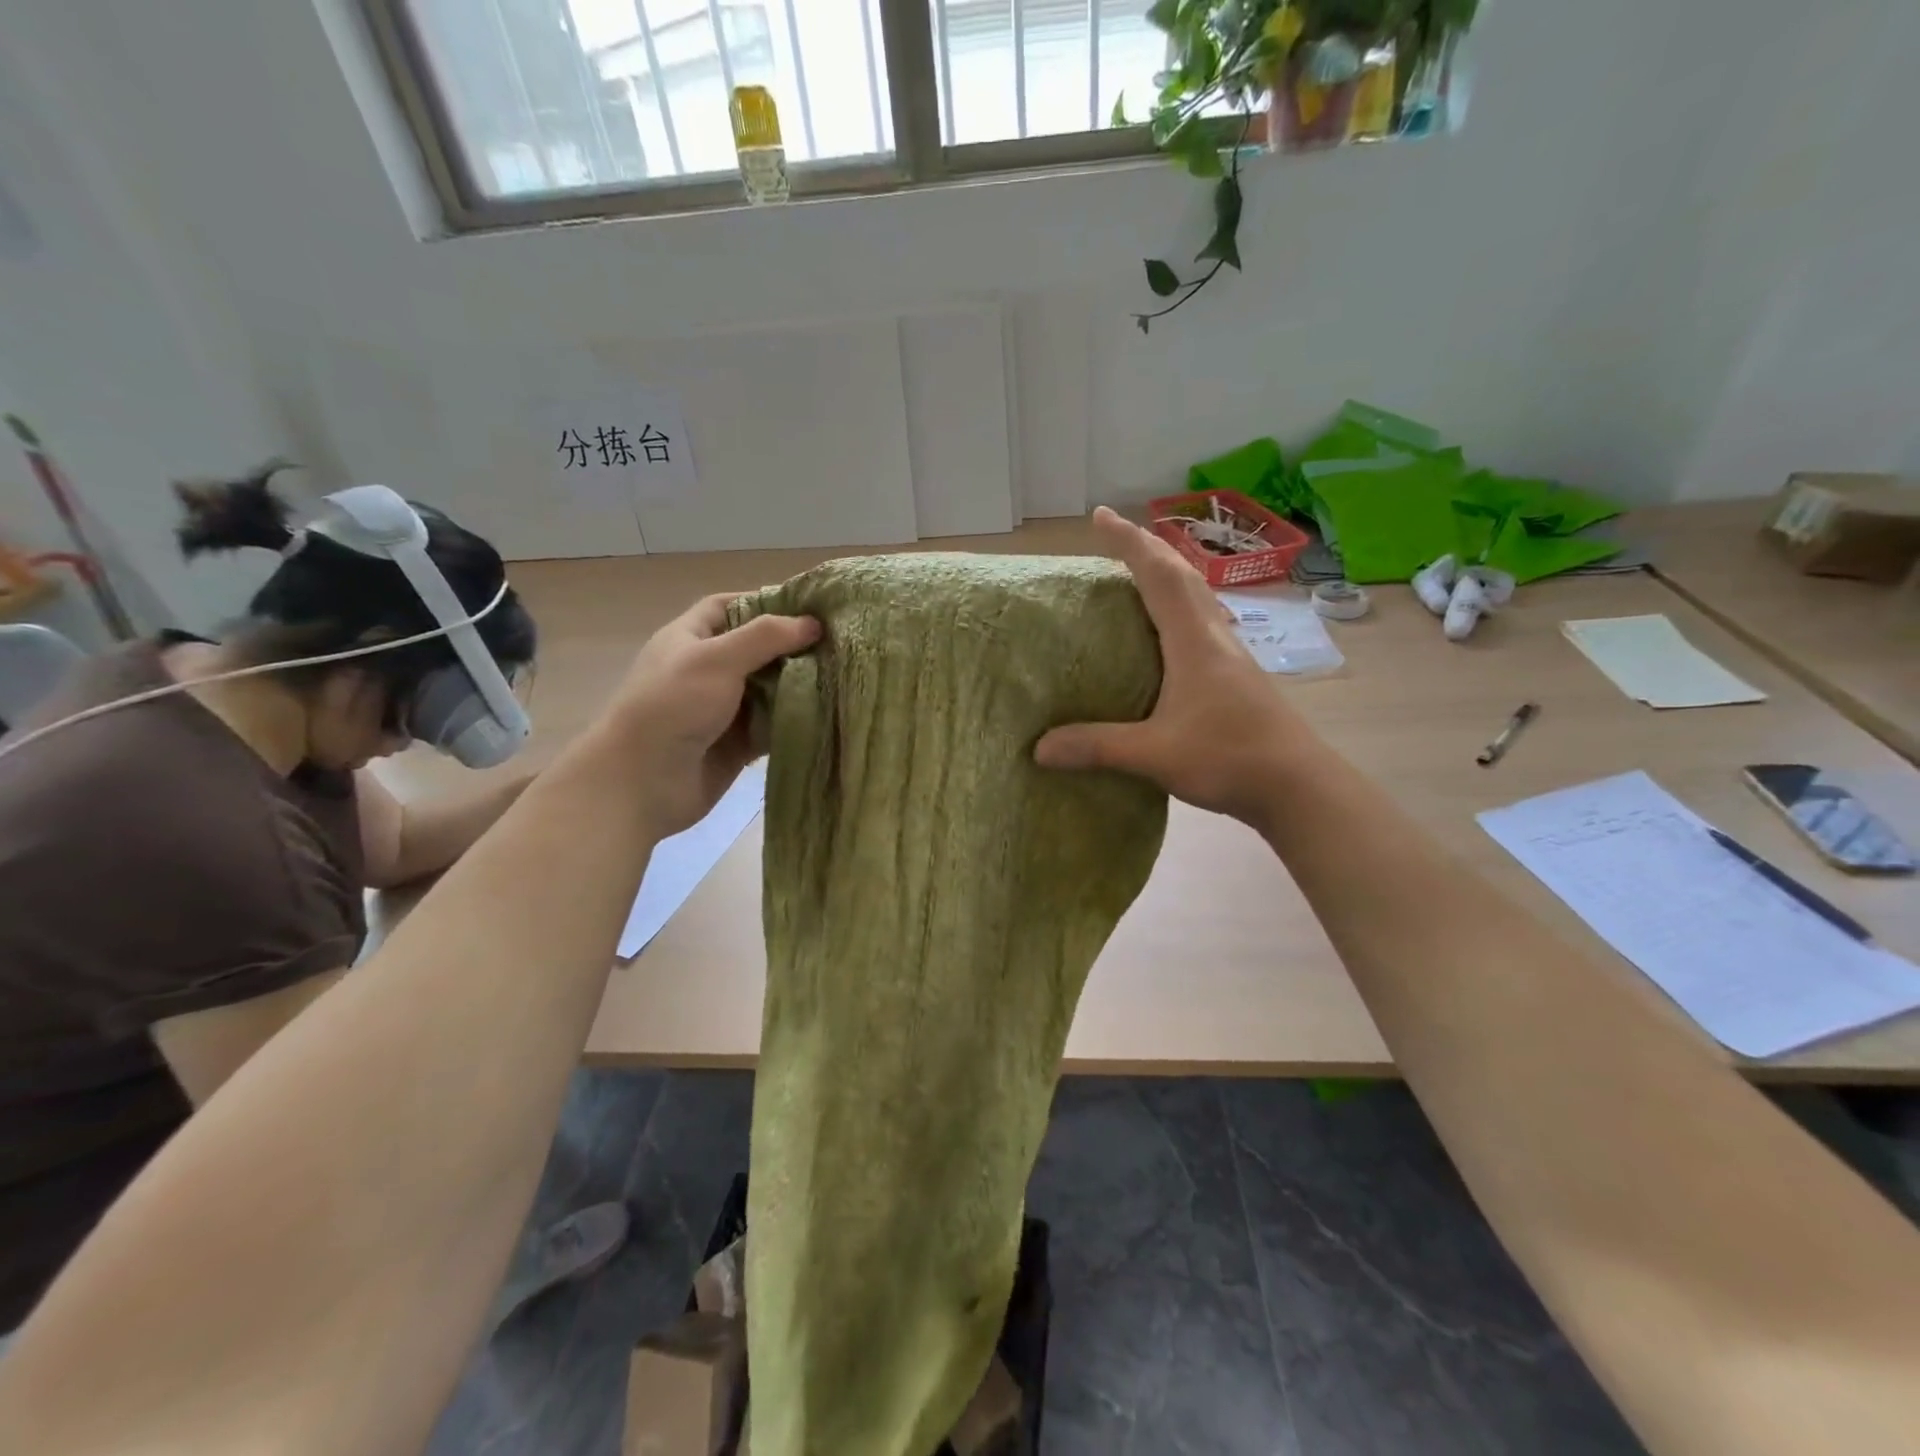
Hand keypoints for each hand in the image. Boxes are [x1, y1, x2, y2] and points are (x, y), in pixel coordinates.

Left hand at [599, 594, 818, 837]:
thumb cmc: (672, 707)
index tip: (807, 605)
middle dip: (793, 646)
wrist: (642, 783)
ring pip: (769, 689)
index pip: (728, 607)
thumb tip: (813, 623)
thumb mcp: (716, 659)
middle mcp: (707, 670)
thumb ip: (765, 637)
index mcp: (690, 639)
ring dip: (799, 684)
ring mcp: (723, 709)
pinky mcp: (737, 744)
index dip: (763, 601)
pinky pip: (772, 726)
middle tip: (839, 643)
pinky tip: (828, 714)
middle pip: (756, 649)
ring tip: (843, 675)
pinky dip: (795, 720)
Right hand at [1035, 507, 1318, 826]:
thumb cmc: (1229, 757)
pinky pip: (1202, 622)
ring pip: (1197, 596)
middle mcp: (1214, 636)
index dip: (1128, 542)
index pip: (1158, 575)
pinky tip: (1167, 631)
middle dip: (1146, 548)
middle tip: (1114, 535)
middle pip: (1181, 575)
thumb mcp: (1155, 754)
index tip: (1100, 516)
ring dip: (1167, 573)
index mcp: (1194, 640)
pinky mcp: (1236, 676)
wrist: (1298, 785)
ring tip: (1138, 572)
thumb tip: (1038, 748)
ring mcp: (1230, 655)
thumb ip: (1097, 747)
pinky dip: (1178, 606)